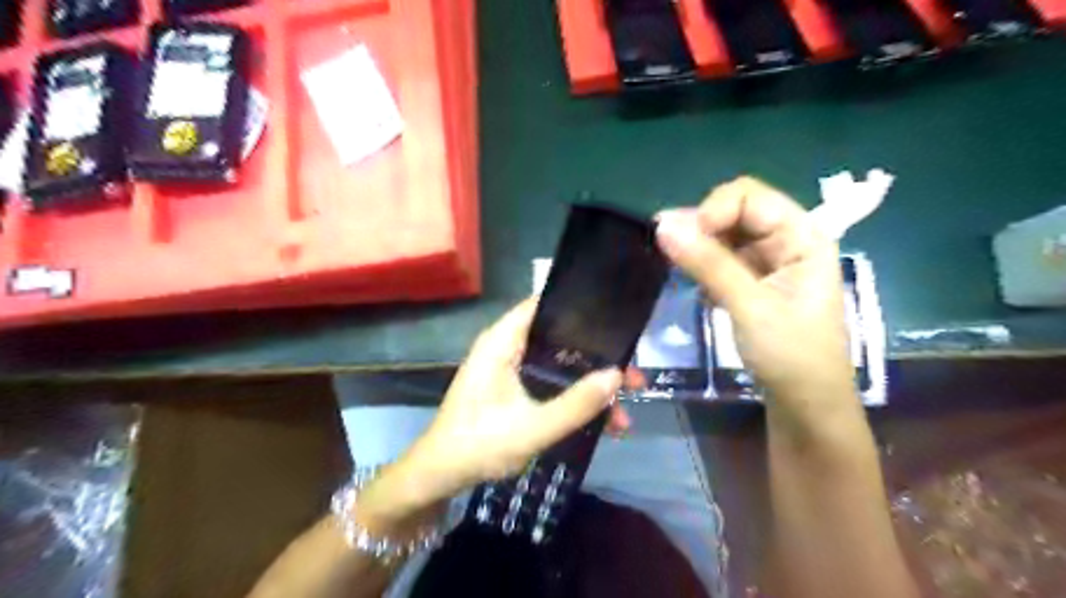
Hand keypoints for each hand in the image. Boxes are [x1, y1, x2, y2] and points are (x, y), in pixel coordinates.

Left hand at [398, 298, 631, 503]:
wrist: (440, 476)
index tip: (615, 320)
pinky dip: (573, 399)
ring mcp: (510, 369)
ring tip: (625, 409)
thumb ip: (576, 403)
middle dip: (597, 358)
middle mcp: (507, 348)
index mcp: (503, 342)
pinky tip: (601, 423)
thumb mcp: (534, 427)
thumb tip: (617, 375)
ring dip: (589, 385)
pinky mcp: (513, 389)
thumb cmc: (479, 445)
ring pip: (559, 366)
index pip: (542, 305)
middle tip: (633, 375)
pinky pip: (550, 384)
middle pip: (559, 339)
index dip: (579, 308)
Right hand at [654, 177, 854, 407]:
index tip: (683, 240)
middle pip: (735, 211)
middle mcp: (786, 240)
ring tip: (678, 270)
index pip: (749, 197)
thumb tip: (662, 226)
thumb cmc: (791, 356)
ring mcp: (768, 261)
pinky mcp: (752, 281)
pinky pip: (721, 258)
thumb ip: (708, 264)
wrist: (806, 406)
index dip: (712, 210)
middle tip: (669, 253)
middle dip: (701, 227)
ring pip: (724, 235)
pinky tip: (695, 286)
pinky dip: (702, 266)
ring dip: (698, 247)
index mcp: (802, 236)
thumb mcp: (750, 307)